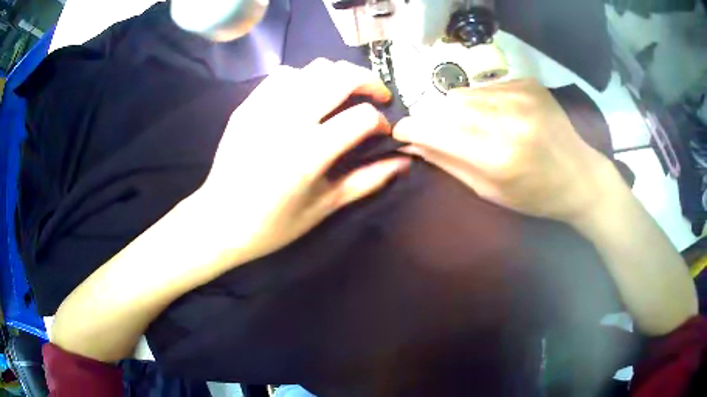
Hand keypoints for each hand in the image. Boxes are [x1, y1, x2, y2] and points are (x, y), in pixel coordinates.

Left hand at [198, 59, 409, 263]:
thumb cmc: (273, 224)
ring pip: (312, 68)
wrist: (219, 220)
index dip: (381, 122)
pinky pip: (282, 75)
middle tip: (376, 95)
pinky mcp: (247, 106)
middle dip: (368, 81)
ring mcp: (264, 108)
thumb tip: (404, 162)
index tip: (381, 132)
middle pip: (341, 77)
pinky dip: (304, 77)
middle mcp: (288, 121)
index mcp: (309, 152)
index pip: (362, 117)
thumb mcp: (324, 206)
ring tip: (343, 93)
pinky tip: (306, 95)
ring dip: (337, 75)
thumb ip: (367, 181)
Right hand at [394, 79, 611, 222]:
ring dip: (461, 109)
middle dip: (438, 119)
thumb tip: (414, 142)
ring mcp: (522, 96)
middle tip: (446, 134)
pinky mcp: (529, 84)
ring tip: (478, 126)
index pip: (437, 131)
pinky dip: (484, 101)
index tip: (403, 132)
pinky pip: (488, 87)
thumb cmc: (536, 195)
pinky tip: (501, 116)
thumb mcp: (490, 191)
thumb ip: (450, 163)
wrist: (580, 176)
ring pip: (466, 93)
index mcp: (499, 157)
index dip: (413, 129)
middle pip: (448, 105)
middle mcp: (509, 120)